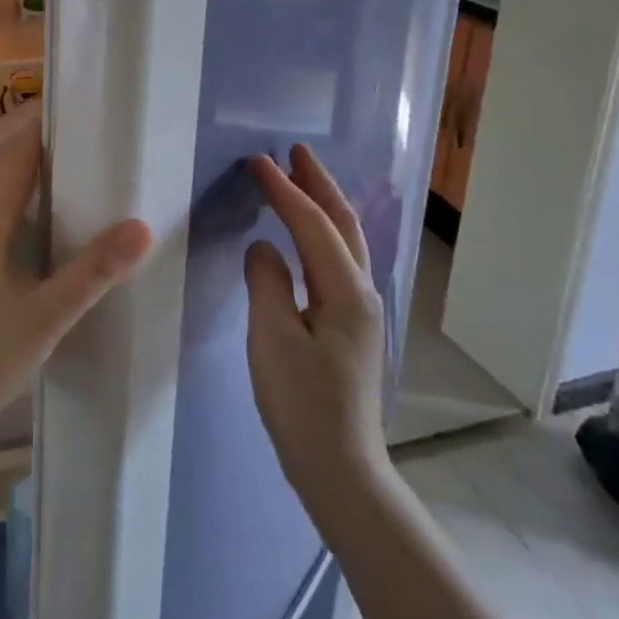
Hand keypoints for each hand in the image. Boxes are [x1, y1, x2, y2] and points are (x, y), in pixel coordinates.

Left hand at [0, 130, 151, 451]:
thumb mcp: (47, 314)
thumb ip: (93, 271)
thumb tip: (140, 227)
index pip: (16, 163)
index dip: (42, 135)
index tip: (75, 113)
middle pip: (8, 182)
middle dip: (45, 163)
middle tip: (91, 152)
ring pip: (0, 210)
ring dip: (33, 195)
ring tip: (78, 190)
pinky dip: (22, 224)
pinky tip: (45, 244)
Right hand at [244, 145, 389, 515]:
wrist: (341, 468)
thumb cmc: (302, 404)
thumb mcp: (272, 339)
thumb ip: (267, 281)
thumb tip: (264, 247)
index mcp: (344, 290)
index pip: (312, 224)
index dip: (284, 189)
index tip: (257, 160)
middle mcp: (361, 291)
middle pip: (342, 222)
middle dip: (319, 182)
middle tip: (295, 150)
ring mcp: (361, 309)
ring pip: (344, 240)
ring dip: (323, 203)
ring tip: (300, 178)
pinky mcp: (352, 325)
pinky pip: (337, 260)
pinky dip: (321, 232)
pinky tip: (305, 236)